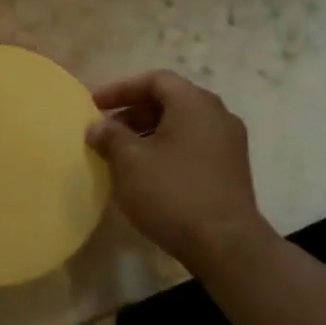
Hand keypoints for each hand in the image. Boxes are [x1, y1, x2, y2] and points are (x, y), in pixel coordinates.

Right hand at [85, 70, 274, 269]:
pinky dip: (167, 148)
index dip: (121, 88)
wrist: (225, 244)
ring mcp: (228, 143)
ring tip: (122, 153)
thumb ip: (110, 136)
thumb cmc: (172, 193)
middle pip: (170, 100)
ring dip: (148, 132)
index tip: (94, 105)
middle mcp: (217, 115)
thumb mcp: (129, 161)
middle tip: (106, 129)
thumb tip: (98, 126)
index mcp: (194, 104)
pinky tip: (147, 172)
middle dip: (133, 111)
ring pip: (182, 124)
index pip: (155, 80)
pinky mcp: (231, 169)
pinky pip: (193, 145)